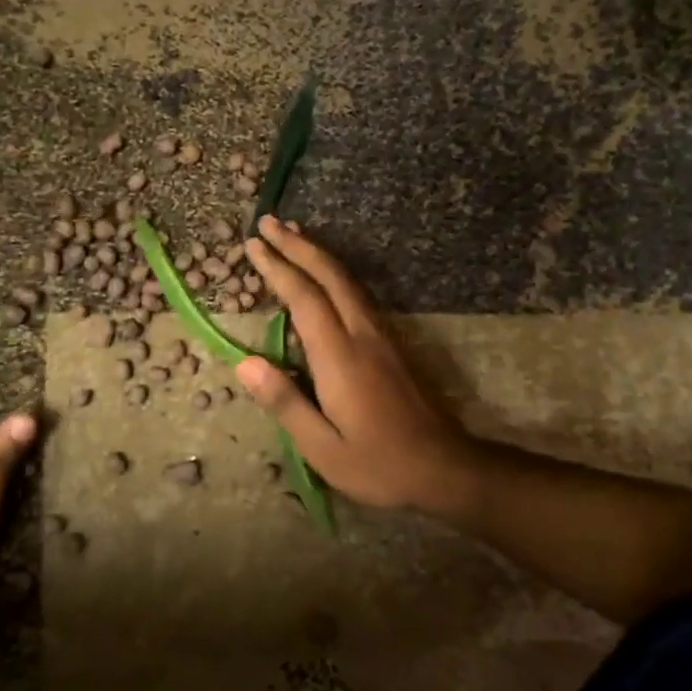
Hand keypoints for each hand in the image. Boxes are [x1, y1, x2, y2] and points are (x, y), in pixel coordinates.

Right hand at [235, 218, 480, 515]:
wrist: (447, 468)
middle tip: (268, 222)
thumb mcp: (323, 448)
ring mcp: (383, 337)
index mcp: (341, 358)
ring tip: (294, 234)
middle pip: (330, 276)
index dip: (277, 268)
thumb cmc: (379, 465)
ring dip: (319, 254)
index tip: (252, 244)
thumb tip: (244, 364)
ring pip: (348, 281)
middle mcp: (363, 335)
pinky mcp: (393, 345)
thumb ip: (285, 403)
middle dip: (298, 245)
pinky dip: (336, 274)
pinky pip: (359, 294)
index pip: (304, 299)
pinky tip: (327, 276)